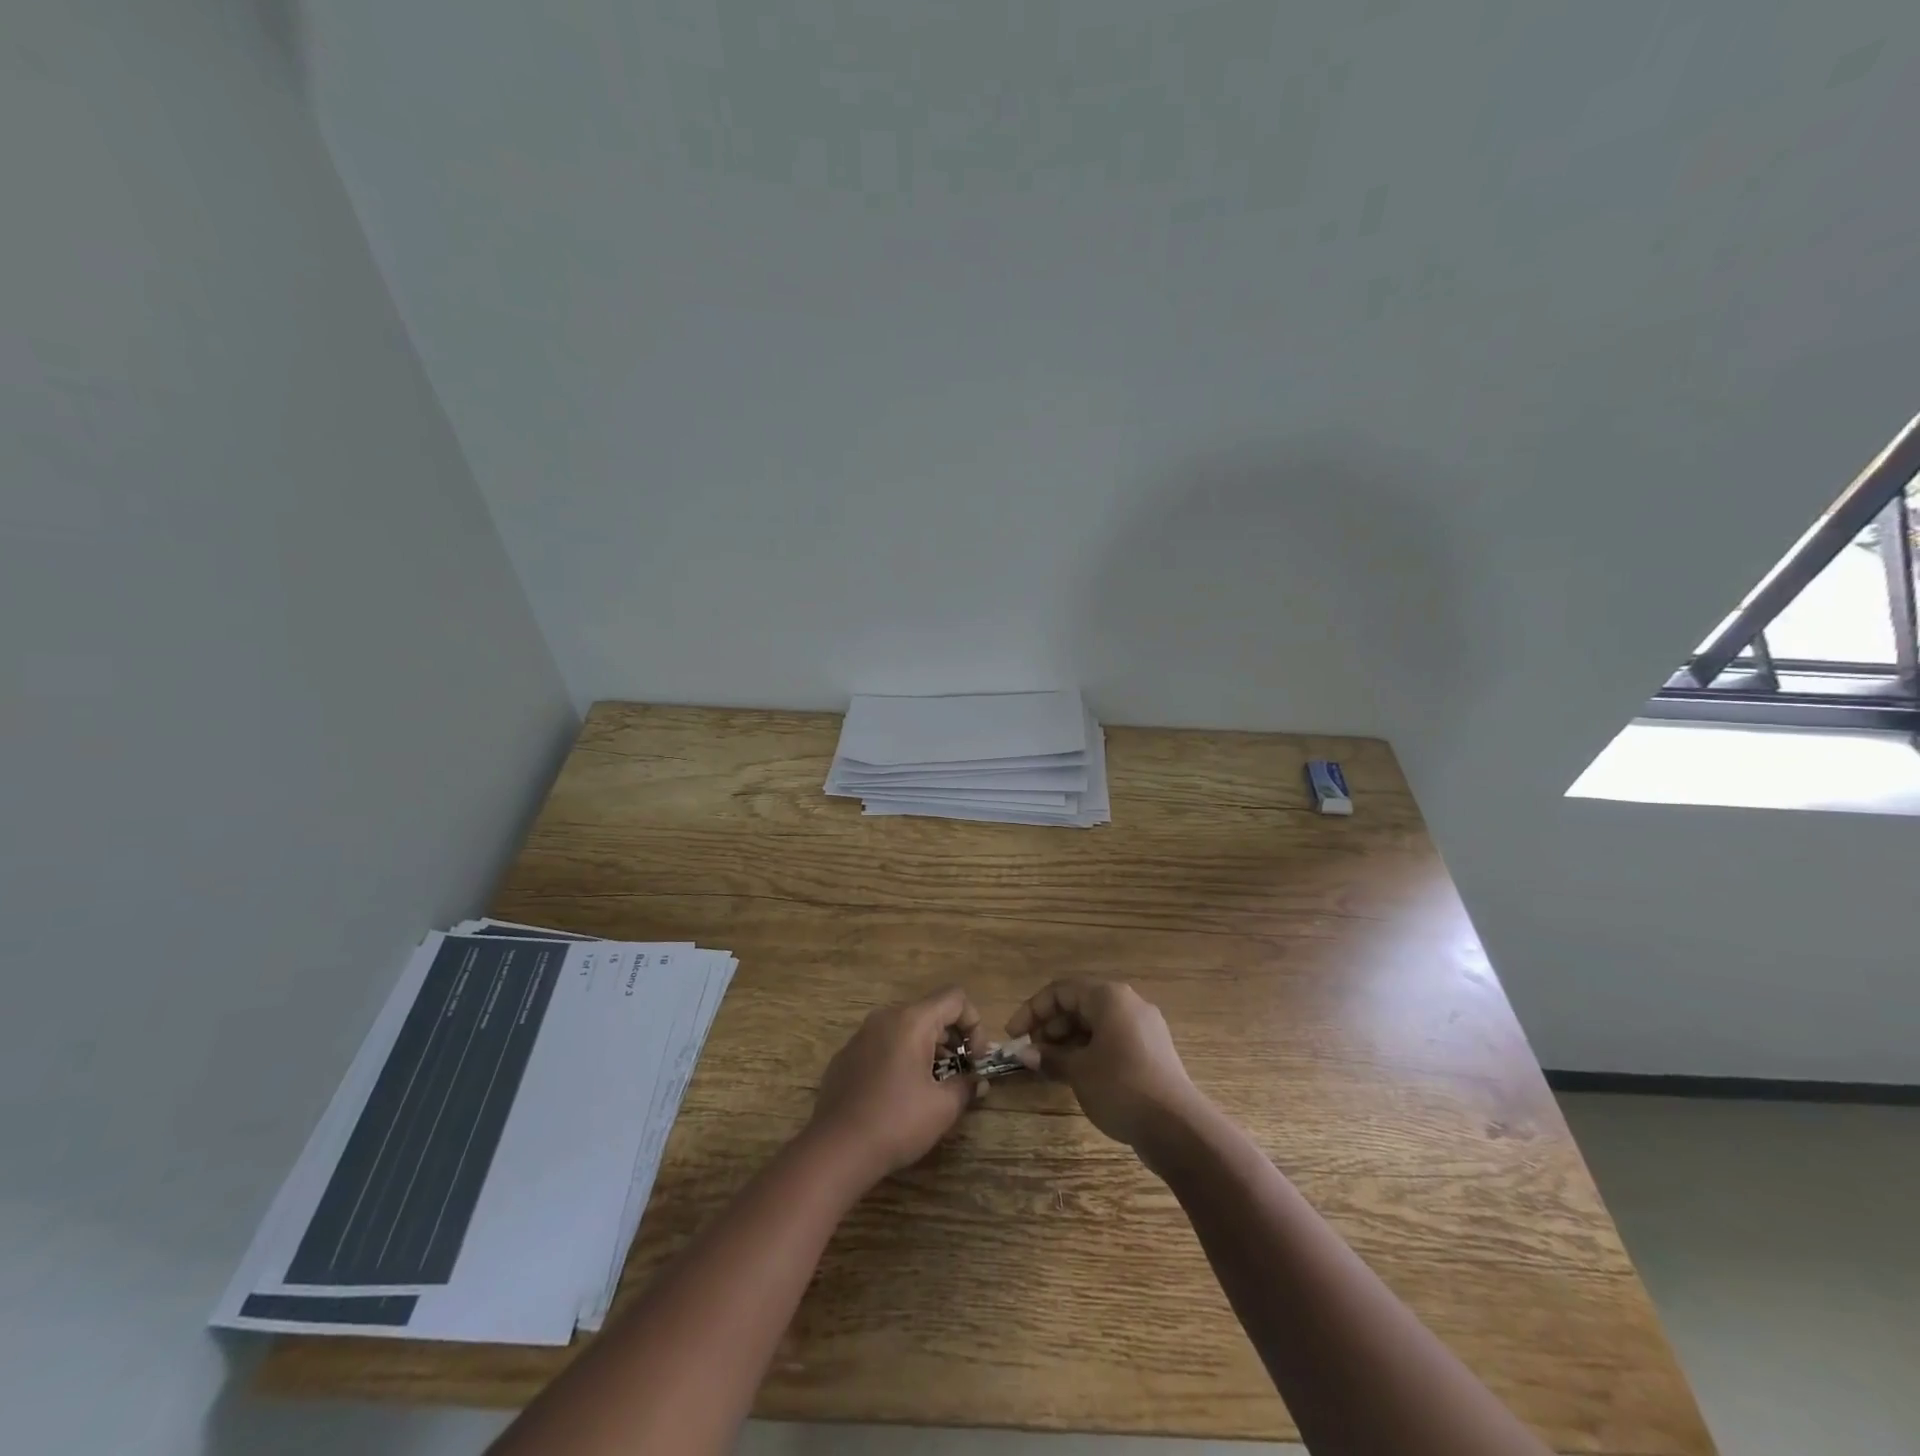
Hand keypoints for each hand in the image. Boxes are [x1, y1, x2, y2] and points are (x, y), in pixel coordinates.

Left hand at [807, 986, 980, 1184]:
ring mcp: (861, 1035)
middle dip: (952, 1038)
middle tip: (959, 1073)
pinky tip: (898, 1094)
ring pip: (905, 1028)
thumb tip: (977, 1082)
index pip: (954, 998)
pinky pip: (883, 1044)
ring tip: (932, 1086)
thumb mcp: (942, 1108)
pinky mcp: (846, 1056)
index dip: (974, 1024)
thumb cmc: (896, 1122)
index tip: (975, 1059)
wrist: (835, 1149)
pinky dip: (900, 1057)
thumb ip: (966, 1087)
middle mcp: (885, 1017)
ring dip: (927, 1048)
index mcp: (911, 1021)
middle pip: (930, 1011)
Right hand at [1007, 980, 1204, 1150]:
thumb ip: (1050, 1057)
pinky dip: (1089, 1052)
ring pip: (1095, 1025)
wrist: (1178, 1127)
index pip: (1061, 990)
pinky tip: (1075, 1076)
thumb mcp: (1079, 1071)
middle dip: (1050, 1027)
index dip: (1032, 1010)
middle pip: (1079, 1005)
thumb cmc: (1121, 1086)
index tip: (1013, 1035)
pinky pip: (1111, 1041)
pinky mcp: (1151, 1052)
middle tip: (1031, 1054)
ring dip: (1068, 1042)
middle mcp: (1128, 1004)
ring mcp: (1143, 1028)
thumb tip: (1024, 1054)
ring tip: (1049, 1067)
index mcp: (1109, 996)